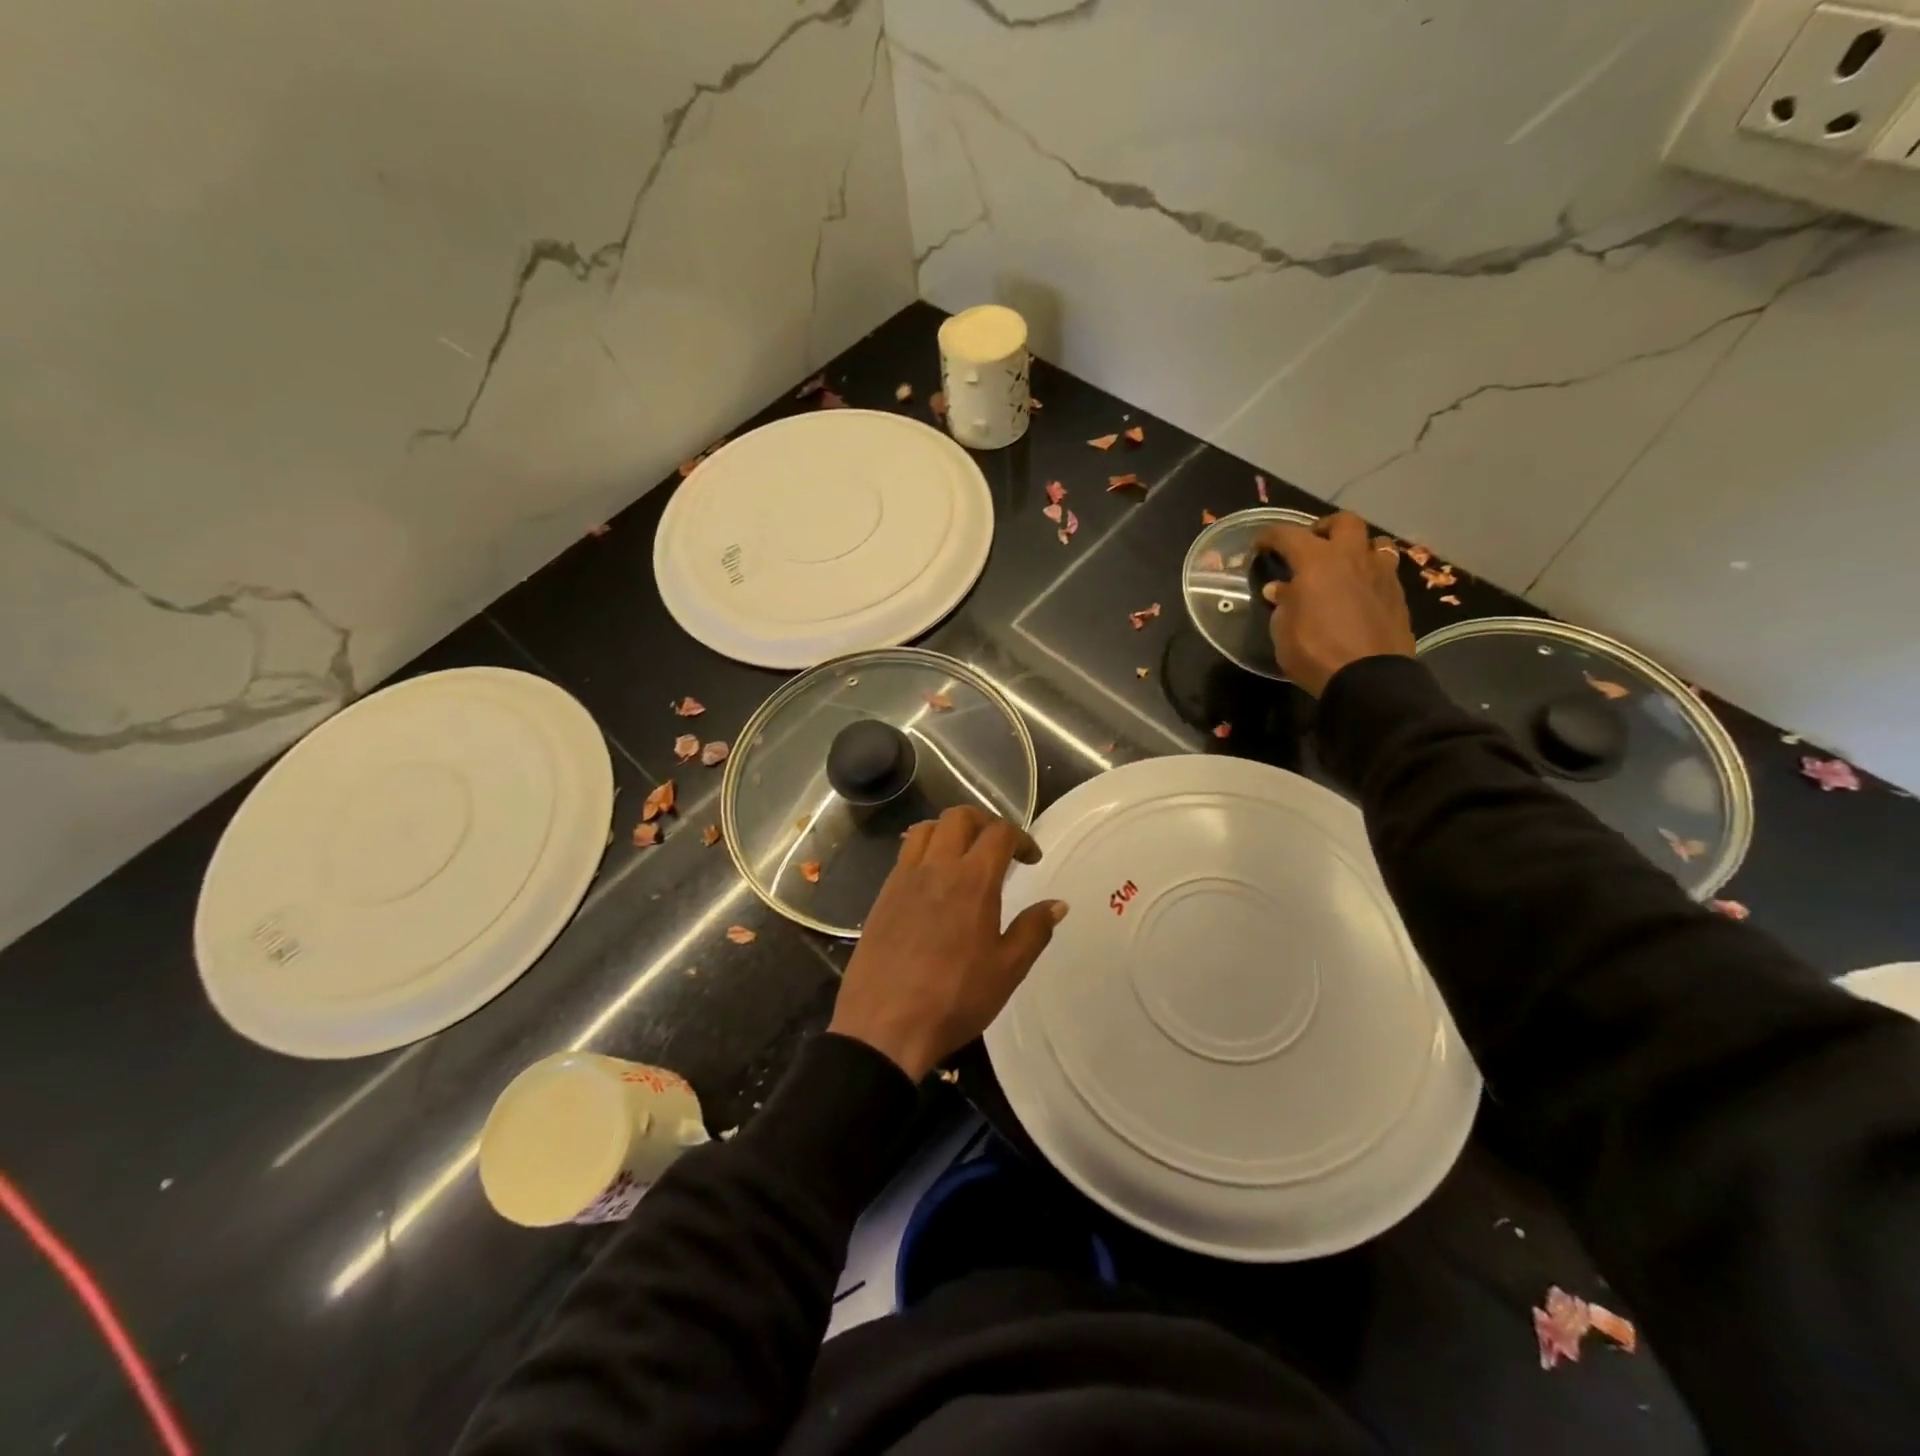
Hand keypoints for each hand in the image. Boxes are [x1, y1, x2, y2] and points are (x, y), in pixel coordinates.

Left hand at [830, 807, 1067, 1080]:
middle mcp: (936, 867)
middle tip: (999, 848)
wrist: (883, 1025)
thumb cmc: (954, 999)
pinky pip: (905, 854)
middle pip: (959, 817)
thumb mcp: (1007, 970)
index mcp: (972, 880)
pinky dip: (925, 850)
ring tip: (964, 855)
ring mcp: (903, 878)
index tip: (1031, 859)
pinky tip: (933, 880)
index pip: (999, 833)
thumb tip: (1057, 904)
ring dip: (950, 830)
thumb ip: (1034, 930)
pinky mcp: (882, 895)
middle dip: (985, 822)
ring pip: (926, 829)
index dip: (1021, 838)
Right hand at [1254, 510, 1415, 695]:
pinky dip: (1369, 574)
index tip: (1259, 546)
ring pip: (1374, 542)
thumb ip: (1283, 602)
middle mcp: (1352, 557)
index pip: (1288, 534)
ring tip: (1342, 568)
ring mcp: (1380, 574)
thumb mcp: (1283, 629)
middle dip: (1324, 528)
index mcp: (1317, 560)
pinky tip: (1358, 592)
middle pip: (1344, 522)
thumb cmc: (1314, 650)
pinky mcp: (1398, 595)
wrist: (1368, 678)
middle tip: (1311, 545)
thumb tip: (1280, 589)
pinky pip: (1384, 571)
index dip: (1270, 536)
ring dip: (1356, 549)